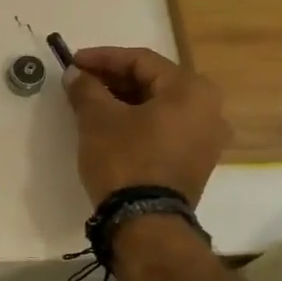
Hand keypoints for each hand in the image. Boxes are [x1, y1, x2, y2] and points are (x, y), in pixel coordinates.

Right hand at [62, 46, 227, 206]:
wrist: (145, 222)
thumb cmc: (125, 159)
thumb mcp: (97, 118)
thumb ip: (86, 88)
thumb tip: (75, 74)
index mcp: (191, 89)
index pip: (140, 60)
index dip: (102, 58)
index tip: (72, 61)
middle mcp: (209, 109)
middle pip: (153, 82)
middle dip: (113, 79)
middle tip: (80, 82)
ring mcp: (206, 139)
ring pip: (158, 107)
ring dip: (123, 101)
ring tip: (90, 103)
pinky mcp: (196, 162)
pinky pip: (164, 129)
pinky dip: (137, 122)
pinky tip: (110, 126)